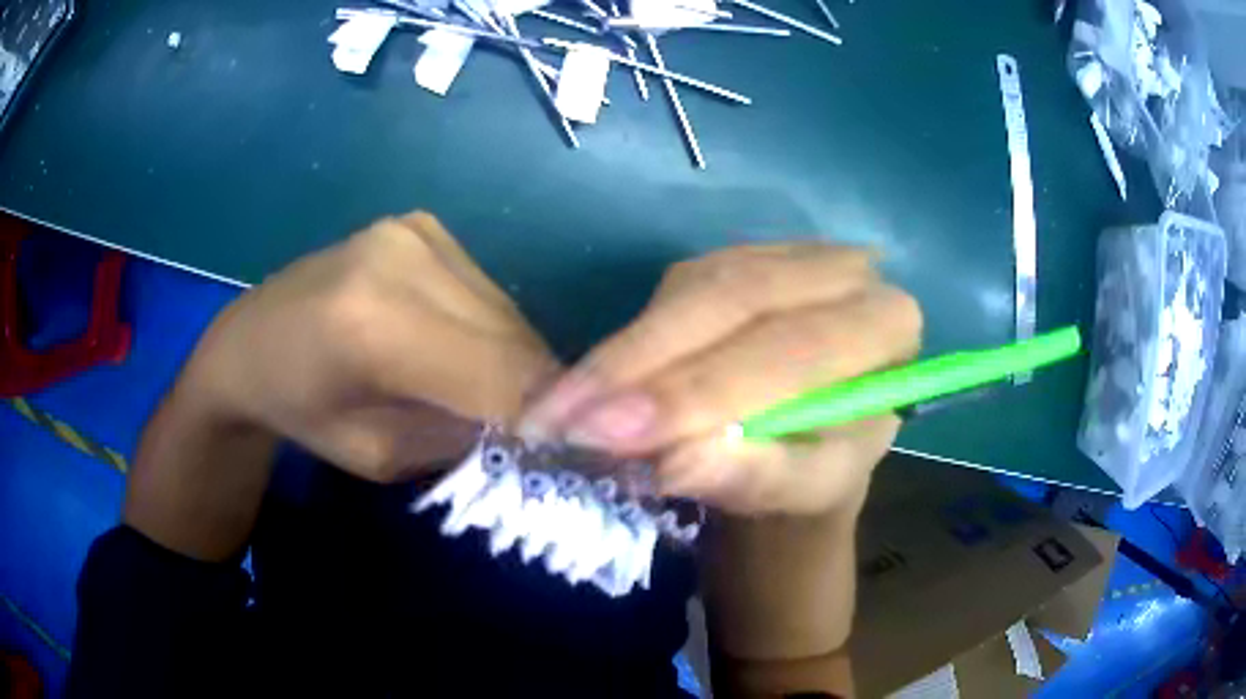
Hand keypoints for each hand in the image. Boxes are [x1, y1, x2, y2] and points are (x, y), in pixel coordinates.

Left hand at [185, 211, 556, 480]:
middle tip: (530, 429)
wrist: (250, 344)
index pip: (500, 375)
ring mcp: (413, 231)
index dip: (544, 417)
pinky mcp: (419, 224)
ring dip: (512, 358)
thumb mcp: (381, 457)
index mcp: (375, 326)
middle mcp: (402, 258)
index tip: (563, 451)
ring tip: (485, 390)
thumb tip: (536, 422)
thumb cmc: (302, 414)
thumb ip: (462, 436)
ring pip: (505, 311)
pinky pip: (483, 290)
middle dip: (533, 390)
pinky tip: (455, 347)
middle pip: (512, 337)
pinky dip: (487, 328)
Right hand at [519, 244, 920, 514]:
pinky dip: (626, 343)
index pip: (795, 347)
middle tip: (566, 420)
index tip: (616, 435)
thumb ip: (756, 476)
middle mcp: (840, 273)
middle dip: (645, 366)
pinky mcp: (732, 260)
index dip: (703, 391)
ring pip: (693, 289)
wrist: (814, 443)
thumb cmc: (822, 468)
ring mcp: (782, 256)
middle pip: (736, 301)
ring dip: (621, 354)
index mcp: (886, 324)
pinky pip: (672, 291)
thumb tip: (677, 460)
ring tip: (558, 410)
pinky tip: (585, 384)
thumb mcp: (803, 489)